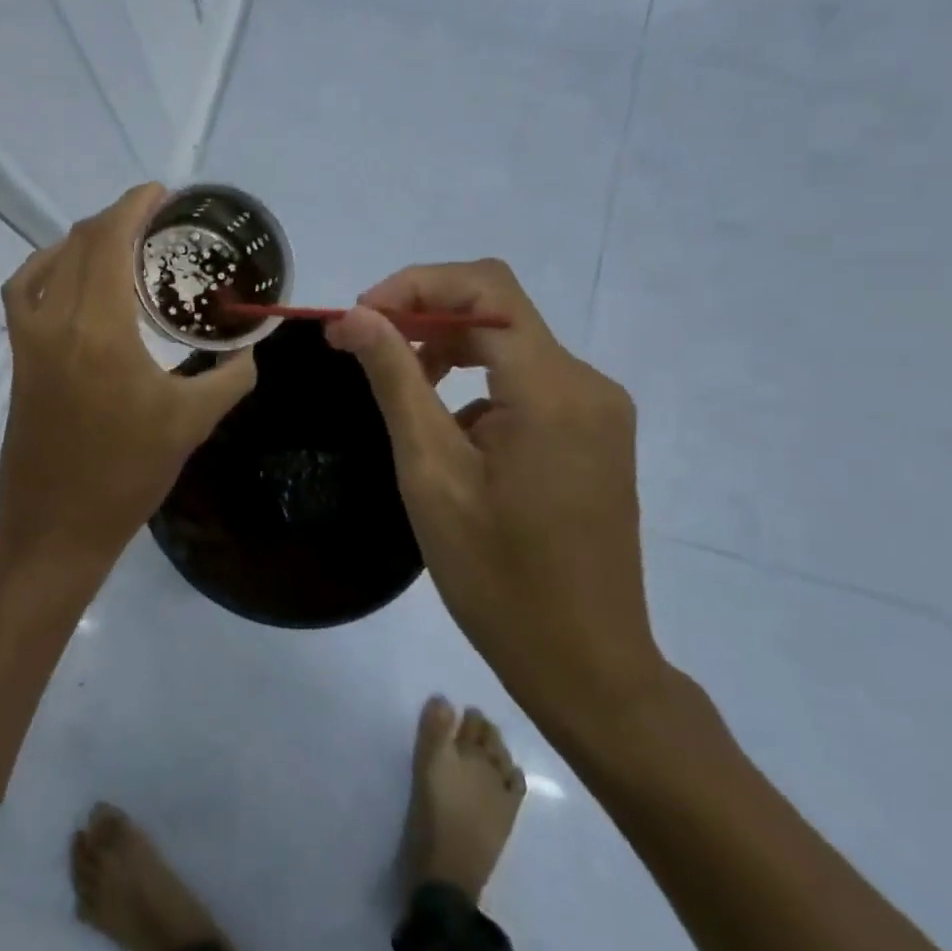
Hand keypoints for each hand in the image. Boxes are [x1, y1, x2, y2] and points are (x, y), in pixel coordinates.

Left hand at [0, 184, 256, 571]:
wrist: (57, 524)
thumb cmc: (127, 475)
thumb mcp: (192, 423)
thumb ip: (230, 377)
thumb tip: (249, 348)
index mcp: (102, 331)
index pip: (110, 242)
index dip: (134, 206)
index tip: (162, 192)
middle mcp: (58, 322)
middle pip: (81, 242)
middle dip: (117, 217)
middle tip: (155, 218)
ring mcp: (30, 338)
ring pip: (50, 261)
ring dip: (84, 238)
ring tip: (120, 240)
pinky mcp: (19, 356)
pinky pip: (24, 290)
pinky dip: (47, 266)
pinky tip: (71, 274)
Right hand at [326, 260, 664, 735]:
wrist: (586, 664)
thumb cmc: (497, 576)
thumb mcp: (431, 472)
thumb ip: (395, 380)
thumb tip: (354, 315)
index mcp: (553, 388)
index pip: (484, 287)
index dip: (415, 285)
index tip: (361, 319)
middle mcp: (587, 384)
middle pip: (498, 310)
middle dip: (425, 315)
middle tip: (364, 349)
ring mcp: (597, 410)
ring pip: (510, 344)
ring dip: (449, 350)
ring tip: (399, 388)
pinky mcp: (593, 435)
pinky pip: (527, 382)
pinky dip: (477, 384)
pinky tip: (448, 433)